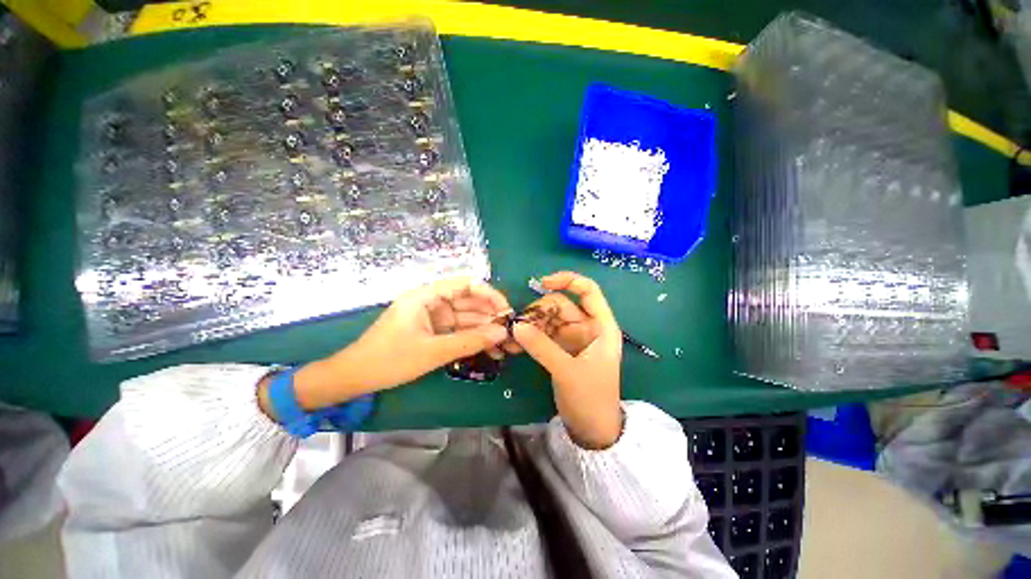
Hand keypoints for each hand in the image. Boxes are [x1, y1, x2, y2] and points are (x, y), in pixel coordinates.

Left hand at [259, 278, 510, 415]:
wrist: (354, 378)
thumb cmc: (389, 360)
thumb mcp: (432, 351)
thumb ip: (470, 341)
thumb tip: (502, 334)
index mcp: (427, 295)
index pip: (466, 284)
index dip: (490, 294)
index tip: (506, 310)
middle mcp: (432, 301)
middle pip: (469, 301)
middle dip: (490, 315)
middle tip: (511, 331)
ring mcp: (433, 317)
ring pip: (466, 318)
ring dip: (484, 329)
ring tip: (505, 343)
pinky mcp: (433, 331)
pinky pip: (458, 330)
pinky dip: (472, 338)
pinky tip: (489, 347)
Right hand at [512, 272, 622, 448]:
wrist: (592, 430)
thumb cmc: (591, 398)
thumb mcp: (567, 371)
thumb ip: (542, 347)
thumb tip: (516, 326)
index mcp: (601, 326)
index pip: (588, 291)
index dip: (567, 280)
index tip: (541, 283)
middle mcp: (587, 328)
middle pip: (561, 306)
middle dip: (539, 312)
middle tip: (518, 326)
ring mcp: (573, 339)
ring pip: (549, 320)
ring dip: (531, 326)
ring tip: (512, 339)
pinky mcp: (561, 350)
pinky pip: (544, 335)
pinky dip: (530, 338)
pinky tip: (515, 346)